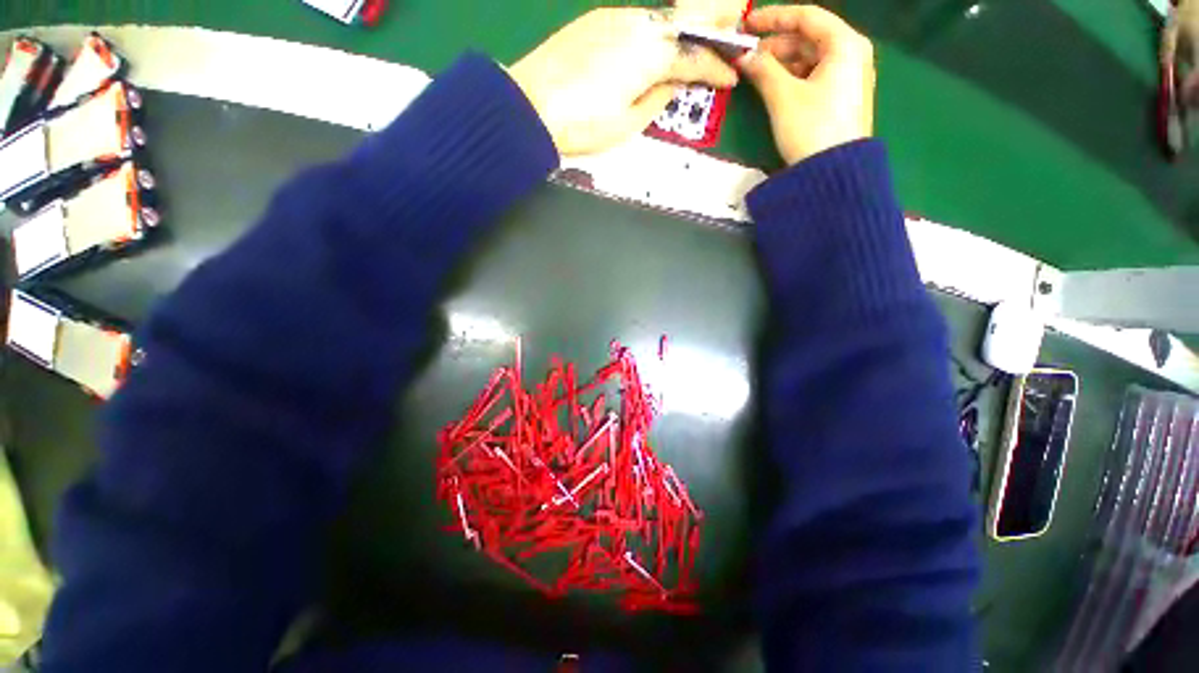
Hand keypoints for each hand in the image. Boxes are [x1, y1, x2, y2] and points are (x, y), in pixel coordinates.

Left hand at [509, 8, 738, 155]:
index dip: (716, 68)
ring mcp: (615, 17)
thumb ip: (658, 99)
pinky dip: (655, 29)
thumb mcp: (628, 124)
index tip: (731, 77)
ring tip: (697, 35)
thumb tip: (674, 83)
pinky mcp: (595, 19)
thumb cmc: (583, 124)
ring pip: (660, 16)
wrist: (530, 105)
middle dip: (715, 18)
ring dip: (683, 25)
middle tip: (734, 22)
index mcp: (650, 55)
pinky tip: (656, 41)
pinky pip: (637, 19)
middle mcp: (638, 25)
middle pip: (685, 17)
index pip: (695, 57)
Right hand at [738, 5, 874, 164]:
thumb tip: (743, 56)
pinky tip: (774, 86)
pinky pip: (814, 76)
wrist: (832, 173)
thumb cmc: (811, 127)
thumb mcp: (783, 97)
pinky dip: (792, 78)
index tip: (748, 24)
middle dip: (776, 44)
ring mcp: (848, 77)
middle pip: (809, 38)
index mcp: (845, 44)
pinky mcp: (841, 98)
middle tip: (747, 56)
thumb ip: (763, 70)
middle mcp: (851, 54)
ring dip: (782, 63)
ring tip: (756, 73)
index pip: (807, 17)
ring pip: (810, 59)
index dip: (774, 18)